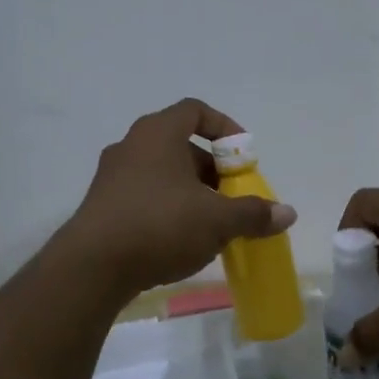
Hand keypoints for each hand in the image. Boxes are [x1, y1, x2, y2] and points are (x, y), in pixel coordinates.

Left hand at [61, 99, 296, 299]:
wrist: (92, 267)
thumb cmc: (159, 226)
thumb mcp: (216, 220)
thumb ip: (253, 213)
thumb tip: (287, 213)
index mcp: (158, 133)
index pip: (195, 111)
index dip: (224, 127)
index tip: (243, 155)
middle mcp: (131, 146)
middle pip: (181, 145)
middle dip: (212, 169)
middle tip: (232, 196)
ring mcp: (112, 176)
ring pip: (162, 173)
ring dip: (191, 192)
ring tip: (211, 224)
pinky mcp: (102, 206)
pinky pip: (144, 196)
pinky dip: (168, 209)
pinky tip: (181, 240)